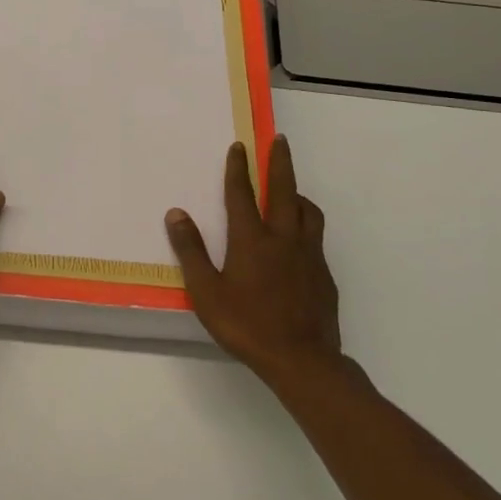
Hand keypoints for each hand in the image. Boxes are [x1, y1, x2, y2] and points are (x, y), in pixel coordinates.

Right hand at [165, 135, 340, 379]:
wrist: (302, 359)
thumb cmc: (246, 325)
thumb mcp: (206, 291)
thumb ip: (191, 251)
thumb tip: (176, 214)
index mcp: (251, 240)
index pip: (242, 194)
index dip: (238, 168)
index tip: (240, 146)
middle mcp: (283, 238)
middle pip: (283, 190)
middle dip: (280, 162)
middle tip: (279, 140)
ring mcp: (308, 255)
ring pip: (307, 211)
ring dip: (297, 194)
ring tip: (290, 190)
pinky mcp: (323, 274)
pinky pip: (316, 237)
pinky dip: (306, 225)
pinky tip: (298, 241)